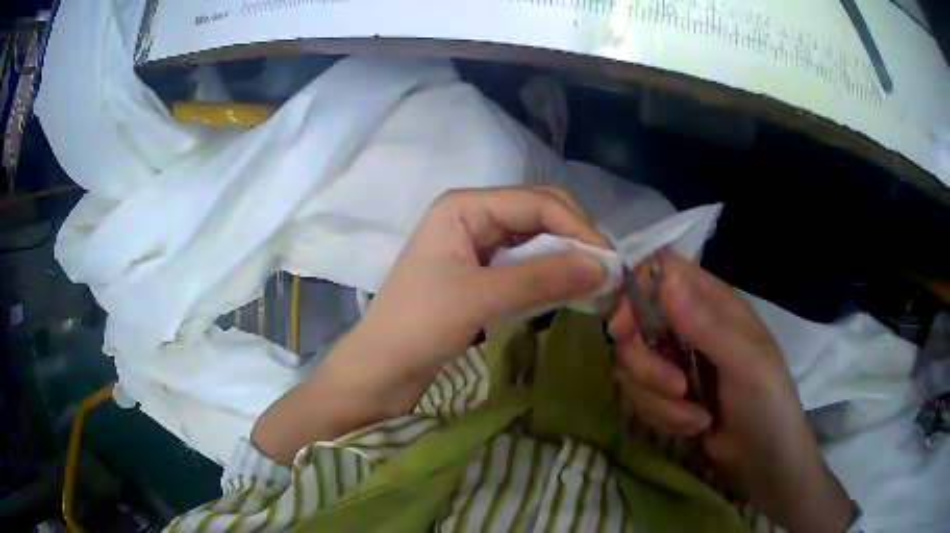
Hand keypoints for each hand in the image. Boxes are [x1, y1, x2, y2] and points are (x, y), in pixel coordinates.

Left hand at [348, 186, 610, 411]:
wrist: (379, 369)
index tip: (610, 263)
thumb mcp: (480, 298)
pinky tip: (568, 289)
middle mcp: (473, 215)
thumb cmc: (417, 327)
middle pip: (539, 214)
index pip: (537, 202)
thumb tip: (604, 267)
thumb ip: (543, 278)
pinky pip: (525, 263)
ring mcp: (476, 244)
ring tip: (596, 282)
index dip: (578, 228)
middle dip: (575, 238)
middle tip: (606, 273)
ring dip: (566, 256)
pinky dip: (549, 273)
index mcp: (465, 206)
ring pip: (535, 239)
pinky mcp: (480, 272)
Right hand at [609, 252, 852, 532]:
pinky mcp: (664, 394)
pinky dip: (661, 417)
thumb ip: (709, 325)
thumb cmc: (768, 401)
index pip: (659, 271)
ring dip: (658, 401)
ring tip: (696, 419)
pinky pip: (638, 398)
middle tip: (676, 389)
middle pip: (634, 326)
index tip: (624, 331)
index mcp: (711, 302)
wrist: (762, 456)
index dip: (634, 293)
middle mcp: (686, 325)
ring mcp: (673, 361)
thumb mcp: (747, 363)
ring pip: (632, 368)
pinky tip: (692, 426)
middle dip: (647, 366)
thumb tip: (667, 281)